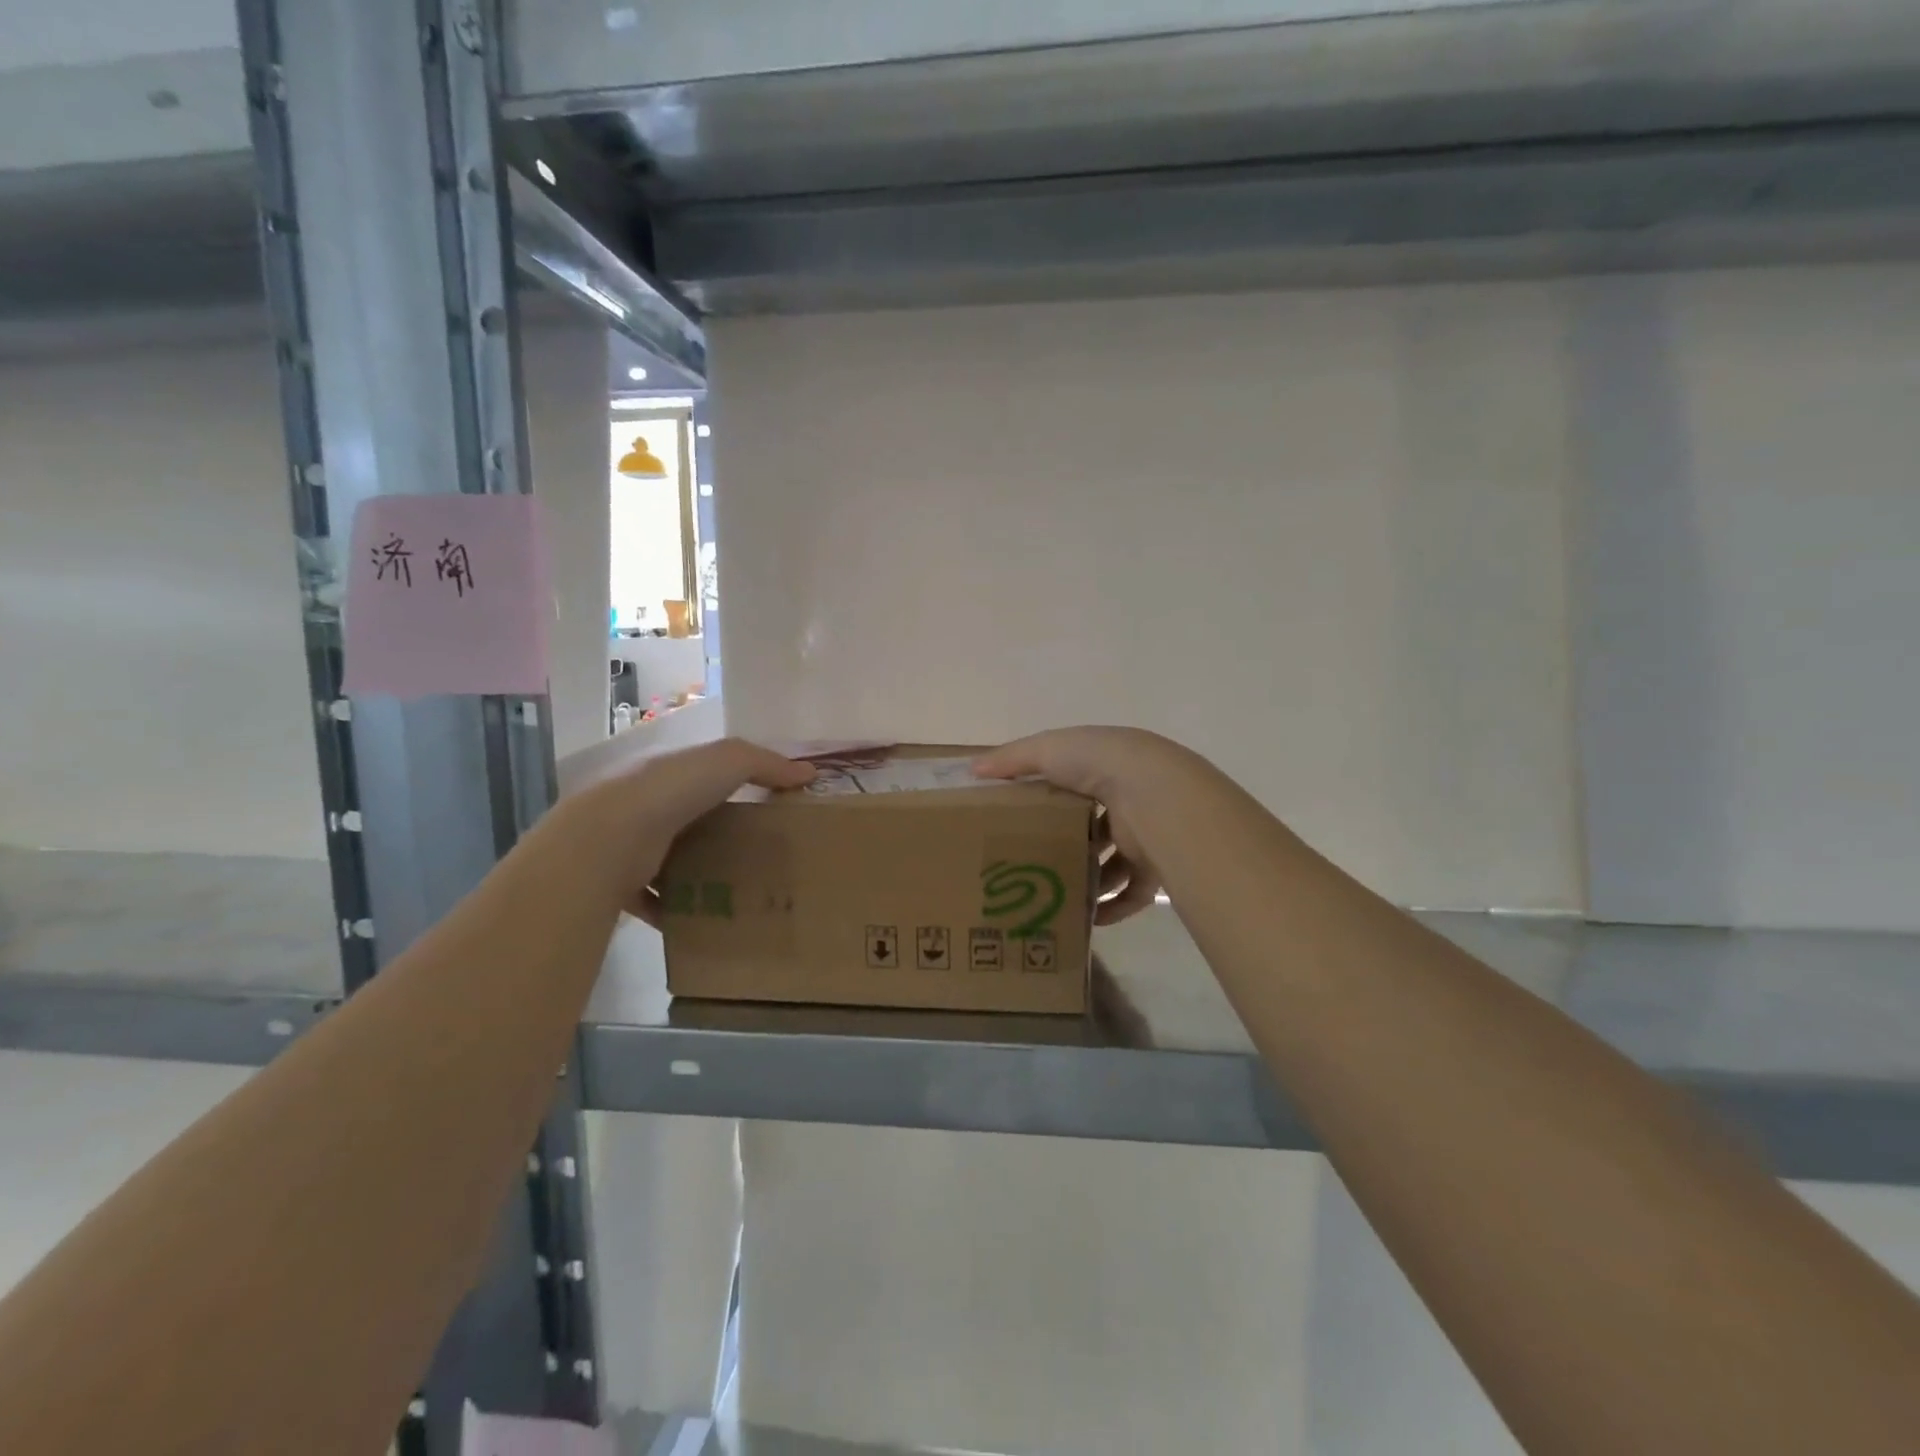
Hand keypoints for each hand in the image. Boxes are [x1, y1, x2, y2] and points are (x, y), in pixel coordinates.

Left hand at [561, 737, 813, 924]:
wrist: (606, 840)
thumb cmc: (669, 790)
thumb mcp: (728, 760)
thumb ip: (766, 763)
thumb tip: (809, 771)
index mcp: (663, 771)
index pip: (700, 773)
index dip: (730, 783)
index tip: (764, 803)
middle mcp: (641, 805)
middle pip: (687, 818)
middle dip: (716, 832)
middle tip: (758, 850)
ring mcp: (626, 846)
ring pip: (669, 858)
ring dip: (696, 872)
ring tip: (737, 888)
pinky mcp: (620, 884)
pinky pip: (653, 900)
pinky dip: (674, 909)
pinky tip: (702, 918)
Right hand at [974, 727, 1201, 924]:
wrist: (1156, 794)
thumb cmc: (1098, 764)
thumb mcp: (1047, 750)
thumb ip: (1011, 759)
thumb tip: (973, 769)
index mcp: (1103, 767)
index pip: (1073, 783)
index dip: (1048, 798)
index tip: (1019, 819)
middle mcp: (1126, 799)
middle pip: (1093, 826)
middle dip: (1067, 844)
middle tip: (1031, 864)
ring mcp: (1143, 834)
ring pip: (1113, 863)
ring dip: (1088, 880)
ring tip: (1053, 894)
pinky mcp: (1154, 866)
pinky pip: (1132, 893)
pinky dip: (1112, 907)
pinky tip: (1087, 919)